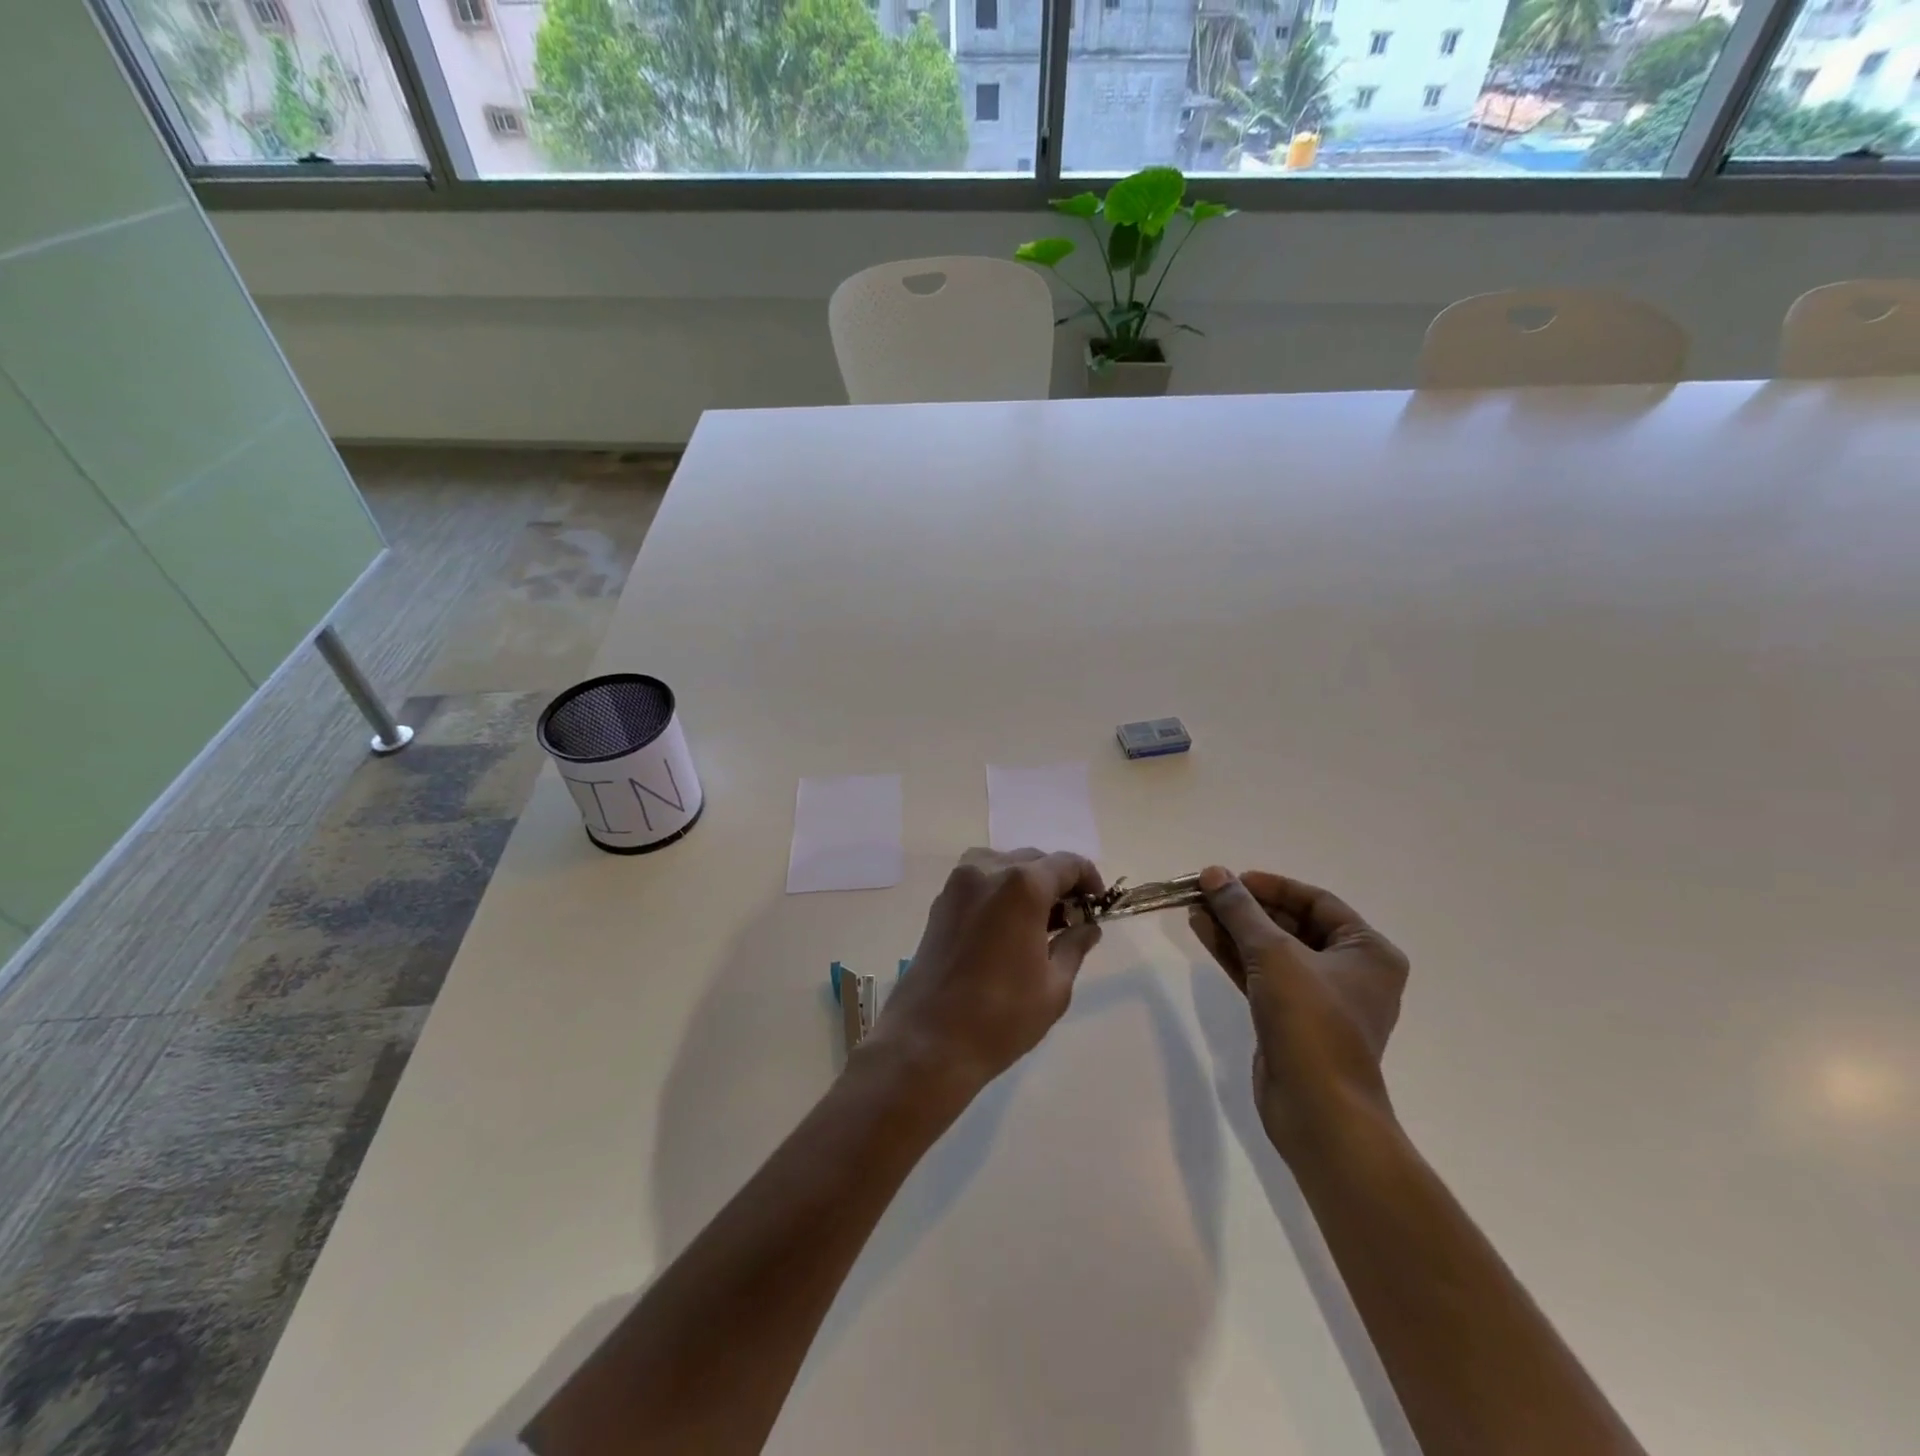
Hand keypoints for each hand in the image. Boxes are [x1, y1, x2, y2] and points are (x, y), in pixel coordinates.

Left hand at [869, 848, 1104, 1099]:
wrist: (928, 1041)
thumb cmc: (1000, 1017)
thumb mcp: (1054, 987)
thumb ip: (1074, 947)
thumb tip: (1088, 928)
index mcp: (1022, 886)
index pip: (1066, 864)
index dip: (1088, 878)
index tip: (1098, 904)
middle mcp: (987, 871)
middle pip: (1033, 860)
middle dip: (1057, 881)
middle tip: (1072, 917)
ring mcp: (958, 885)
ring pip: (1002, 864)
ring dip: (1025, 881)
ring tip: (1038, 919)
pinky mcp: (940, 903)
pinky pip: (978, 880)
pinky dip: (998, 889)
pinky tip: (1006, 925)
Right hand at [1189, 866, 1408, 1158]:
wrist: (1317, 1109)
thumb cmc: (1311, 1022)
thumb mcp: (1274, 954)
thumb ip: (1241, 910)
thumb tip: (1214, 874)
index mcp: (1368, 952)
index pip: (1316, 901)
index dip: (1272, 886)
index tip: (1231, 879)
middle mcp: (1350, 971)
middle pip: (1292, 924)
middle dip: (1247, 907)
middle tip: (1207, 892)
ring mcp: (1320, 999)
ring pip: (1272, 950)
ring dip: (1234, 928)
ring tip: (1195, 907)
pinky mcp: (1292, 1020)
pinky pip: (1262, 975)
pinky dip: (1234, 955)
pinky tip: (1203, 933)